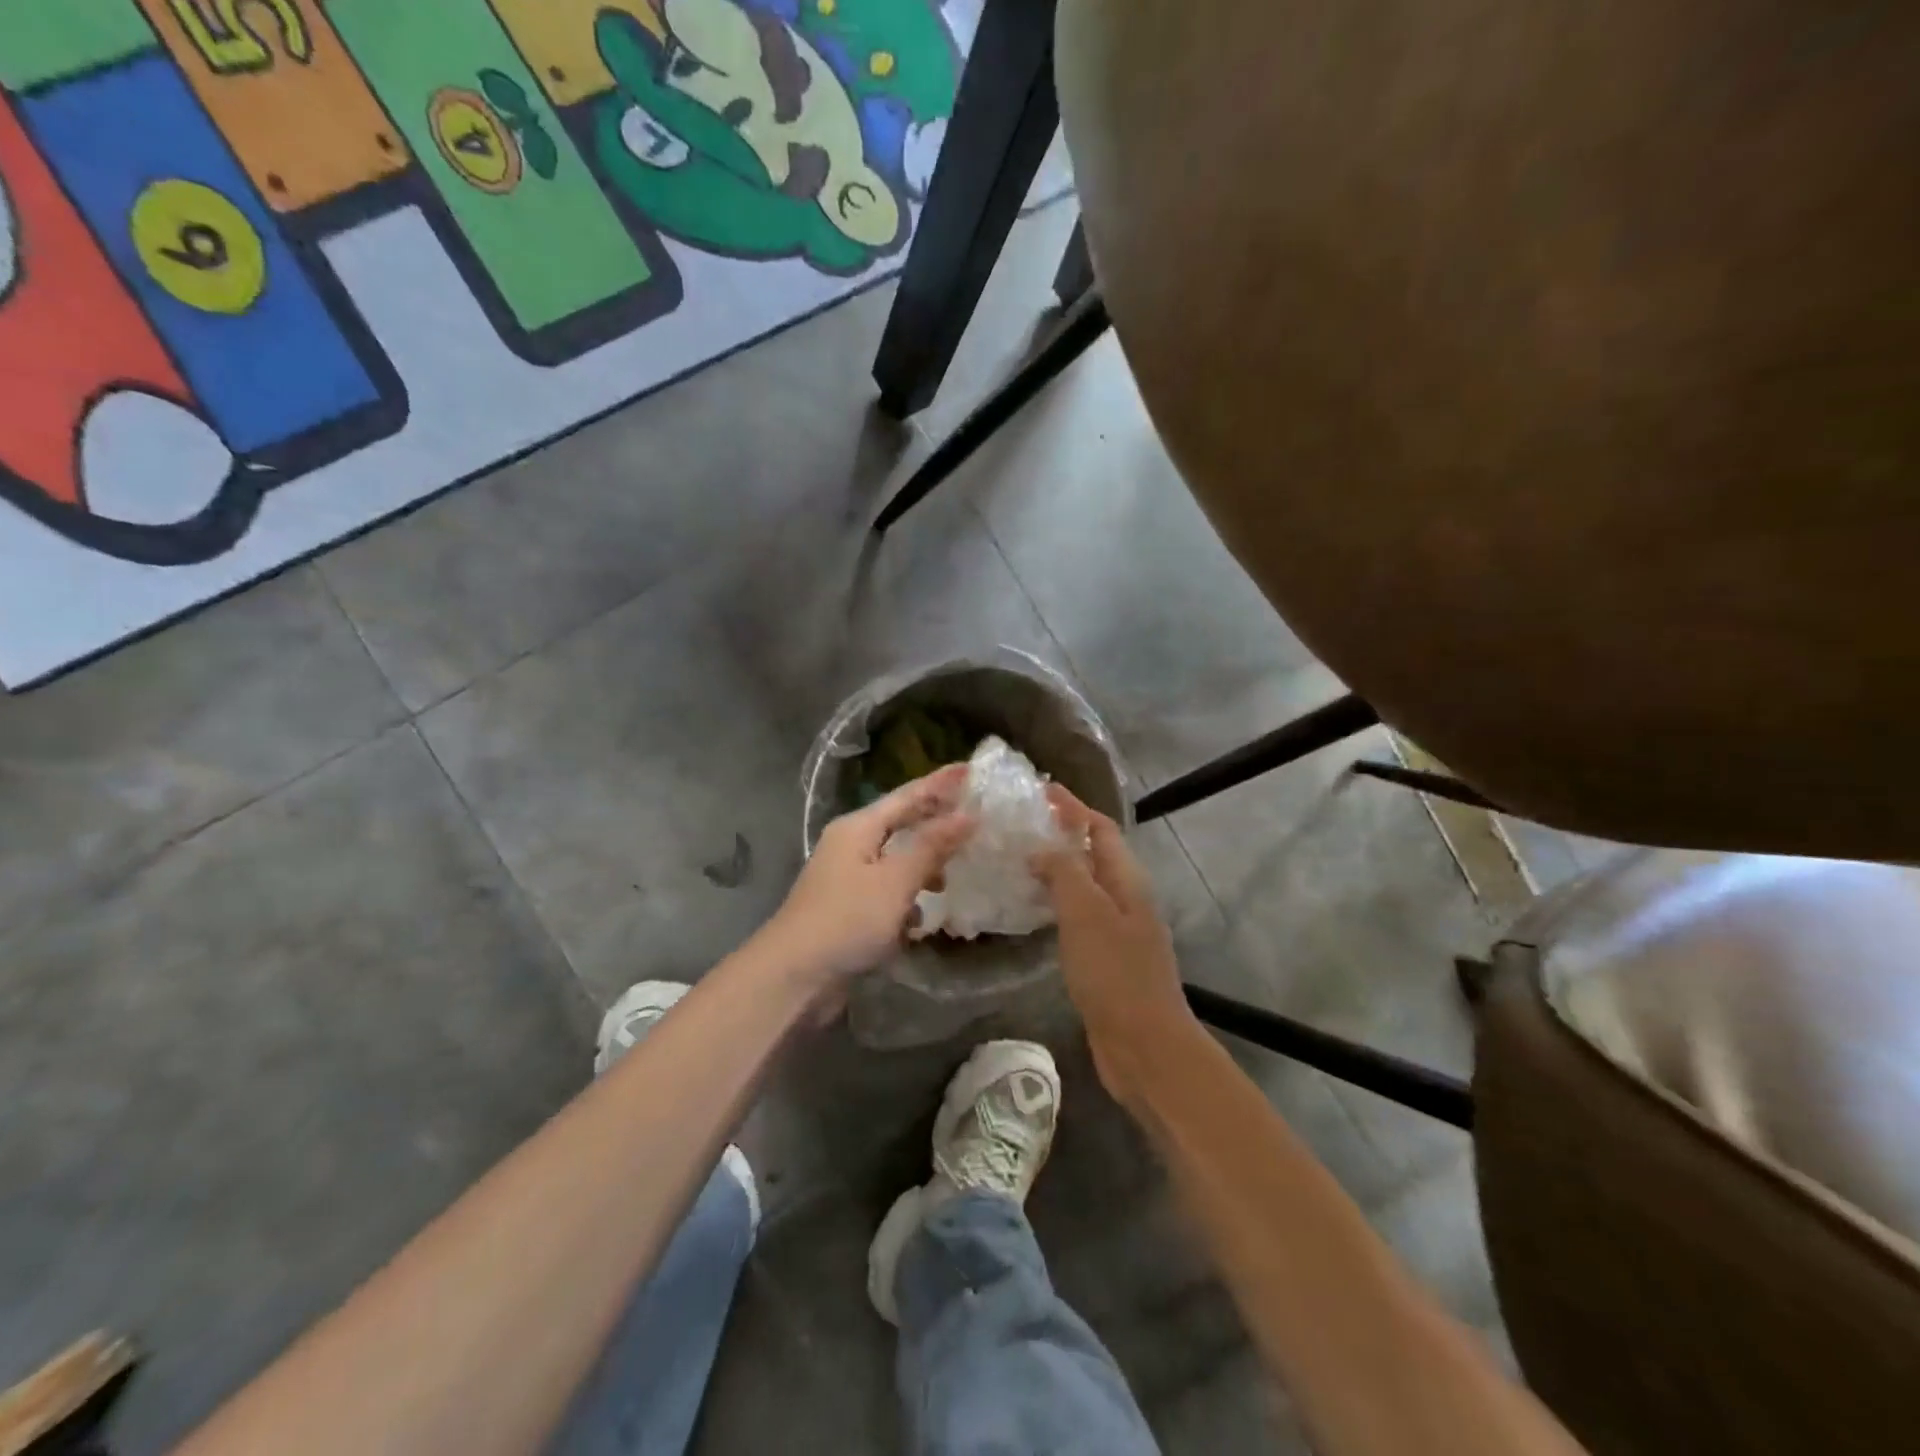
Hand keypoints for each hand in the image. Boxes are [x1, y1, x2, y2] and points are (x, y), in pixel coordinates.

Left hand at [764, 765, 974, 994]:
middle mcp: (851, 846)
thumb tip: (968, 815)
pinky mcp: (848, 911)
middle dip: (935, 823)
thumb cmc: (847, 920)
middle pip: (900, 825)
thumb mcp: (895, 880)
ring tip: (951, 876)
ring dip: (923, 868)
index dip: (940, 784)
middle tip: (974, 817)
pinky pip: (886, 894)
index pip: (907, 796)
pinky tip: (920, 920)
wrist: (793, 977)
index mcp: (858, 828)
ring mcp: (847, 879)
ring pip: (895, 862)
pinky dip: (905, 901)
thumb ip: (932, 846)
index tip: (971, 770)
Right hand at [1032, 785, 1195, 1103]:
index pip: (1099, 828)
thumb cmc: (1115, 973)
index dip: (1072, 807)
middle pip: (1093, 853)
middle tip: (1018, 826)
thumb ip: (1065, 871)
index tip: (1037, 791)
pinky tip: (1030, 910)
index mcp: (1126, 880)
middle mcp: (1126, 898)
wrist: (1144, 1046)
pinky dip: (1055, 902)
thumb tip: (1042, 844)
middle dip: (1060, 834)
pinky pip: (1078, 916)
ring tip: (1015, 860)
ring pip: (1084, 885)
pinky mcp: (1105, 958)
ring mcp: (1118, 929)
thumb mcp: (1086, 913)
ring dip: (1056, 868)